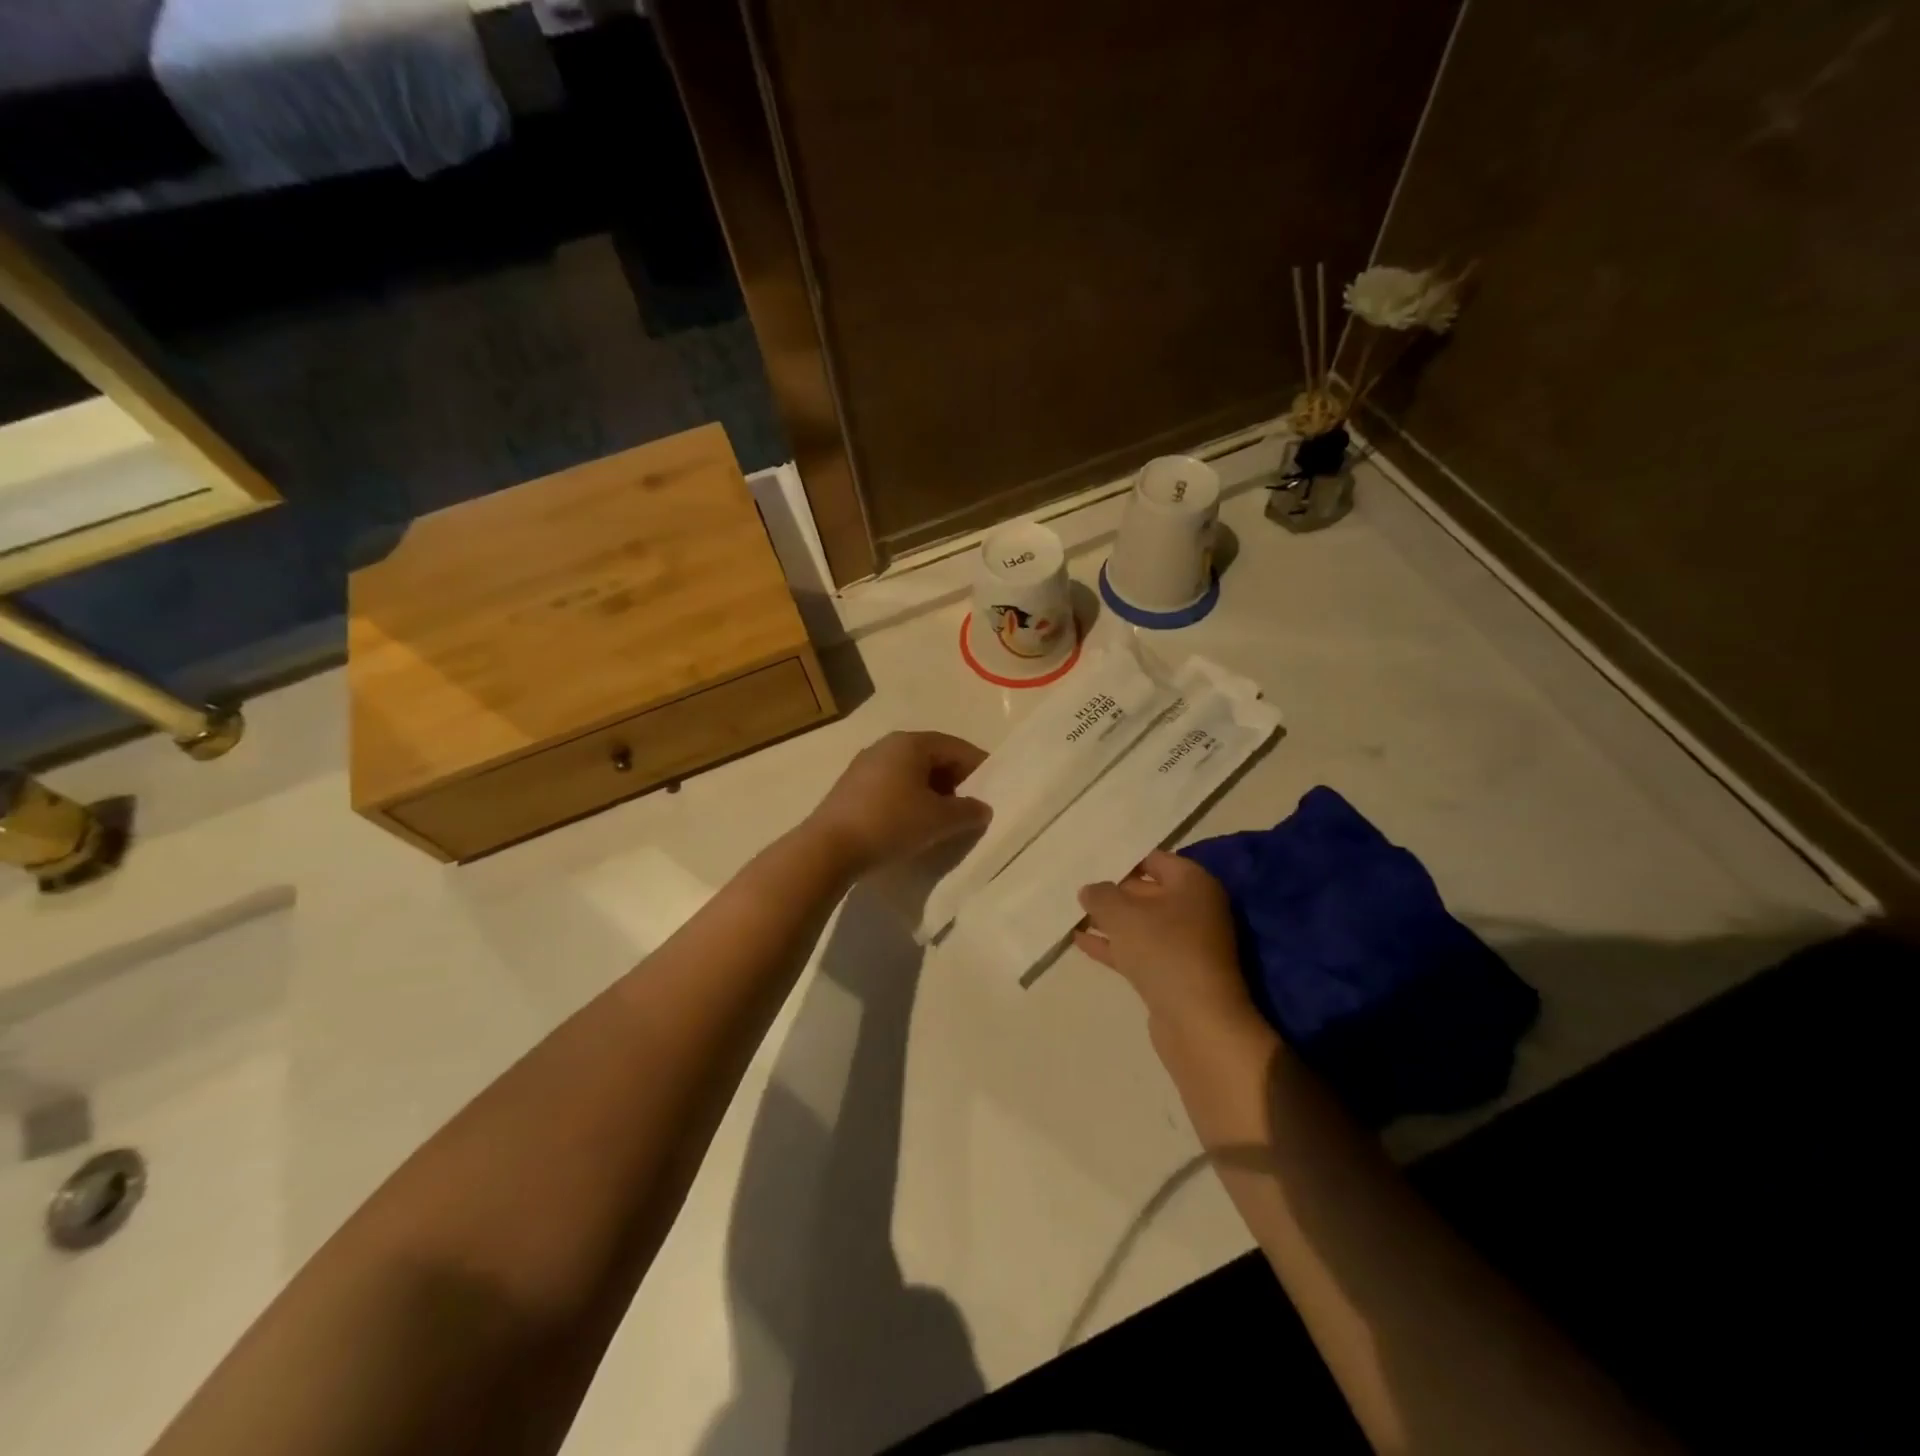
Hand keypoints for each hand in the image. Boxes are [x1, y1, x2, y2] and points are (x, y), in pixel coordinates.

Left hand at [806, 730, 991, 875]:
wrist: (828, 848)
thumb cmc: (891, 823)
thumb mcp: (939, 820)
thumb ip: (968, 811)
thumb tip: (982, 808)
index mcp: (911, 743)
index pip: (956, 747)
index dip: (980, 768)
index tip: (995, 790)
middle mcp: (887, 745)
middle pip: (933, 757)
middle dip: (957, 781)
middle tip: (972, 808)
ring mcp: (865, 765)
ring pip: (912, 773)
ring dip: (933, 793)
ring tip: (945, 820)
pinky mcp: (852, 788)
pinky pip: (892, 786)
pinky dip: (910, 800)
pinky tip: (914, 825)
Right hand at [1075, 850, 1259, 1036]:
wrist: (1197, 1021)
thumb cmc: (1163, 950)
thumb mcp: (1122, 913)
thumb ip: (1101, 895)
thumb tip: (1090, 890)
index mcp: (1193, 884)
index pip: (1155, 859)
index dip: (1123, 859)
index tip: (1092, 862)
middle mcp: (1195, 909)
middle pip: (1148, 891)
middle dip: (1114, 891)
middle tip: (1078, 887)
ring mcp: (1186, 944)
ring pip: (1141, 924)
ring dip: (1110, 921)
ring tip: (1072, 914)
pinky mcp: (1173, 974)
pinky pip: (1138, 950)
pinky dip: (1113, 946)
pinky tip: (1080, 942)